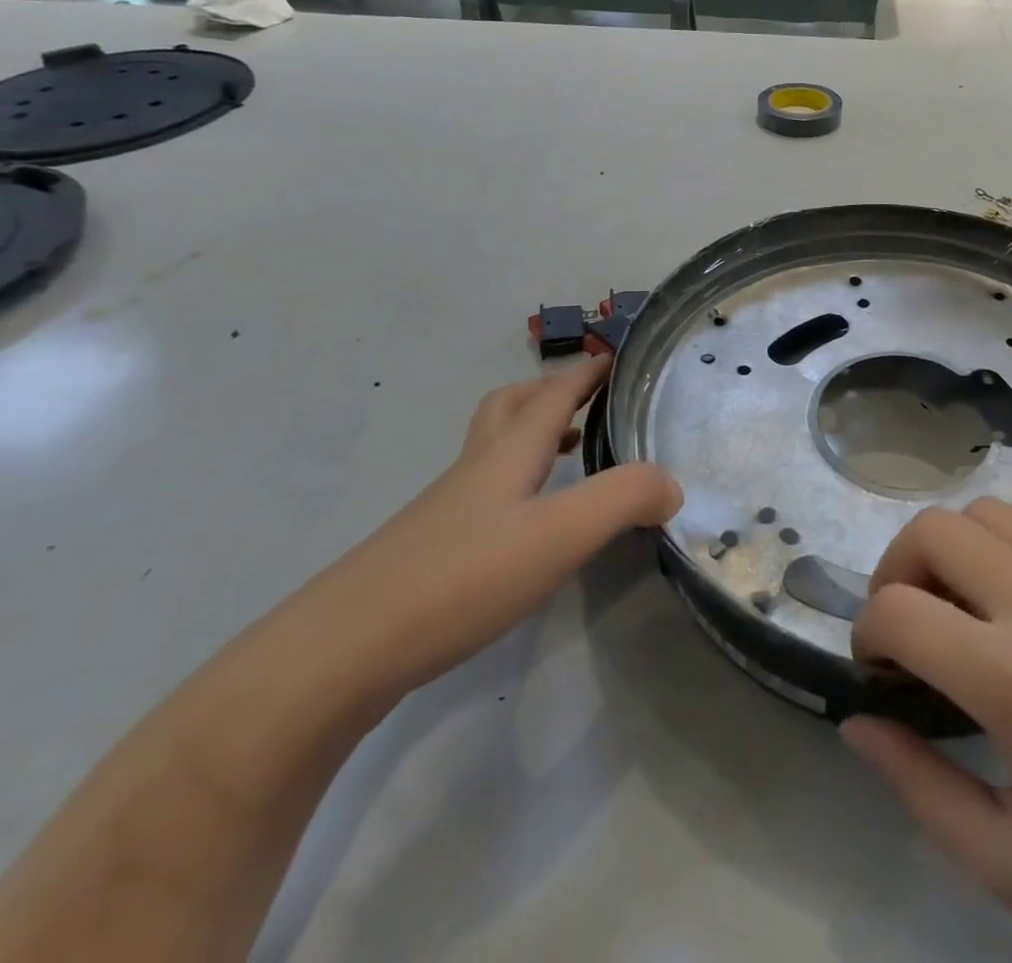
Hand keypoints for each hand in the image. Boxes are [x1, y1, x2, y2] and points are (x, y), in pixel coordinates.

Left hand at [333, 355, 681, 689]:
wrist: (338, 655)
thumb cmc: (459, 579)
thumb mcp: (559, 534)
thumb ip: (624, 499)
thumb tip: (672, 485)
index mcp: (506, 454)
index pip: (552, 395)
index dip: (585, 373)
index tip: (614, 356)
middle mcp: (474, 471)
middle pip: (508, 408)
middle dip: (549, 393)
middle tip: (587, 402)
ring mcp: (445, 512)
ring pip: (491, 451)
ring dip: (529, 436)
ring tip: (565, 454)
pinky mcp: (428, 552)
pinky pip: (481, 494)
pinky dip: (512, 484)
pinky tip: (524, 525)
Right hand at [842, 498, 1011, 962]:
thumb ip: (920, 787)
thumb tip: (857, 722)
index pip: (898, 610)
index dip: (868, 635)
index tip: (881, 671)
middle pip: (933, 530)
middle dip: (896, 571)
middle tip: (910, 629)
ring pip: (986, 513)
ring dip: (952, 552)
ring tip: (964, 611)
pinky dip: (1008, 553)